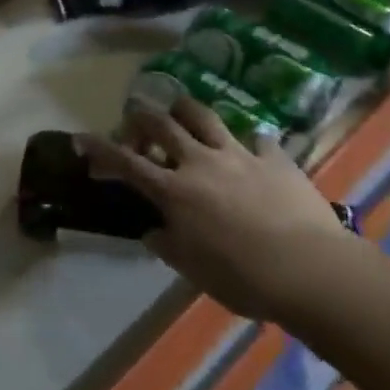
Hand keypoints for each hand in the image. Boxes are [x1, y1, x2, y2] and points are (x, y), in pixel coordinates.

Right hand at [78, 98, 352, 322]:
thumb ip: (168, 245)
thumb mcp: (193, 271)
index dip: (100, 149)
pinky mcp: (273, 156)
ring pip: (203, 114)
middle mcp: (200, 162)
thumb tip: (155, 231)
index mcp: (175, 191)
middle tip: (134, 120)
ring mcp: (238, 153)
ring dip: (185, 111)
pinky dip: (247, 142)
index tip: (81, 139)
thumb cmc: (243, 278)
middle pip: (161, 123)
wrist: (309, 269)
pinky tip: (251, 152)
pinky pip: (256, 138)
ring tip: (182, 115)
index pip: (127, 163)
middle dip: (140, 116)